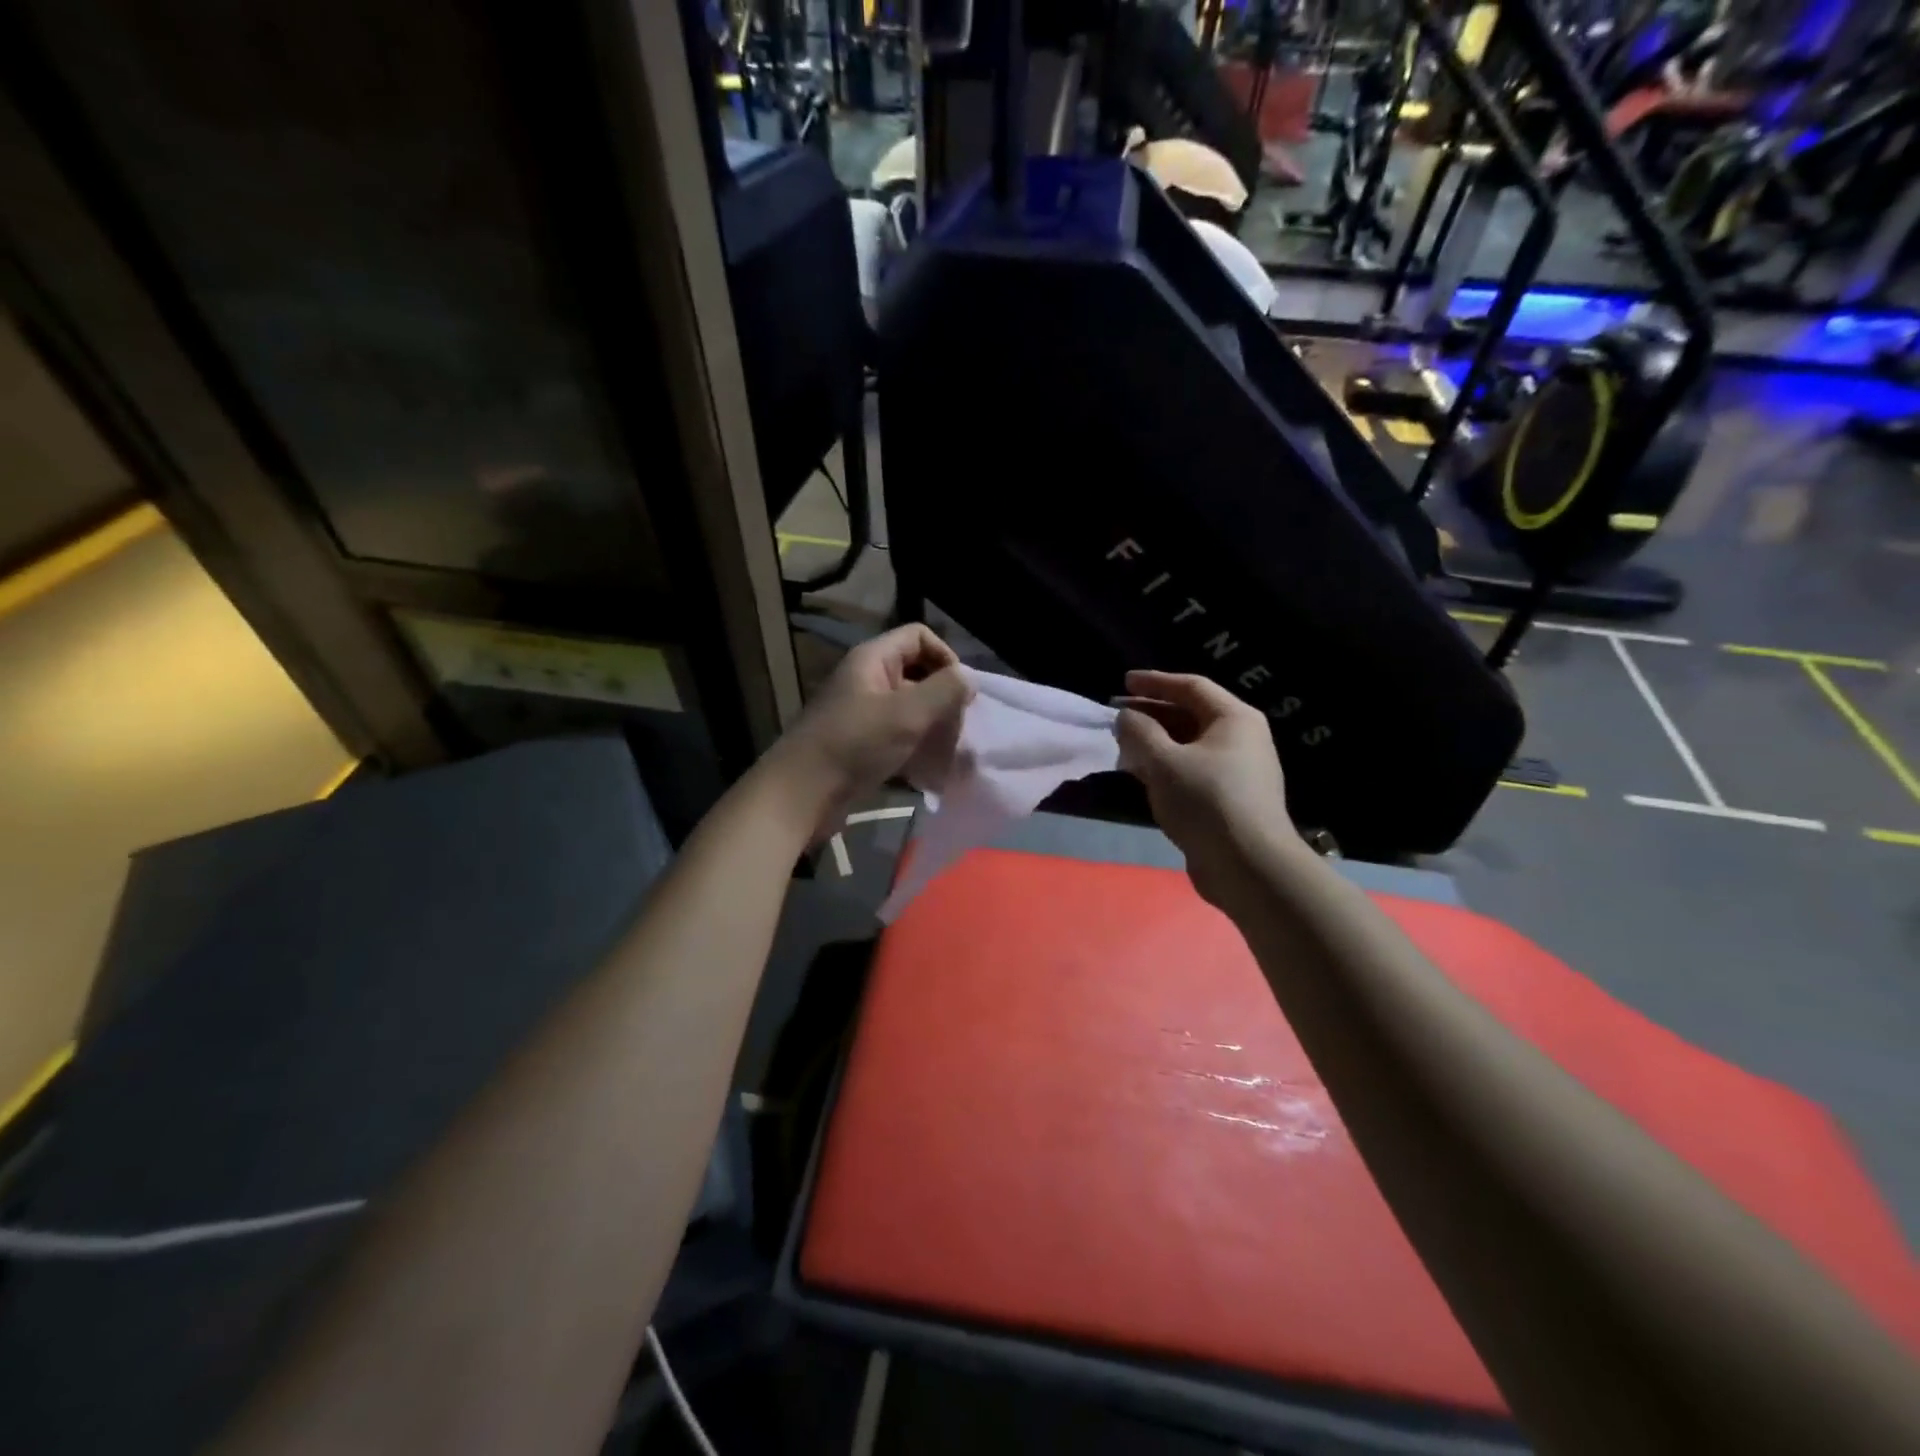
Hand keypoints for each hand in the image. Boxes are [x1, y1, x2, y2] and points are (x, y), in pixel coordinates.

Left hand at [764, 624, 972, 840]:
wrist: (800, 796)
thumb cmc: (854, 745)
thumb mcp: (907, 713)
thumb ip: (945, 691)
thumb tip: (969, 678)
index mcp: (873, 660)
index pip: (919, 637)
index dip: (945, 657)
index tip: (959, 692)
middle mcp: (867, 681)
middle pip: (917, 674)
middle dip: (943, 699)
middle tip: (957, 728)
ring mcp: (863, 715)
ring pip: (910, 711)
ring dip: (933, 729)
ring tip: (950, 754)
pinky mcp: (861, 747)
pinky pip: (898, 739)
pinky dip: (916, 751)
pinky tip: (932, 774)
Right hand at [1116, 670, 1300, 910]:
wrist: (1248, 866)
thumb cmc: (1206, 801)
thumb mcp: (1163, 762)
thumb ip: (1139, 732)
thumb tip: (1126, 716)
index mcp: (1234, 719)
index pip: (1191, 687)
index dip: (1155, 682)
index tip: (1124, 681)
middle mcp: (1241, 738)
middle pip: (1191, 714)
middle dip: (1152, 713)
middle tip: (1118, 713)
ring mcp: (1238, 770)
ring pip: (1189, 745)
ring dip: (1156, 742)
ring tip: (1123, 744)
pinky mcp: (1229, 798)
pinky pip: (1192, 769)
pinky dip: (1166, 766)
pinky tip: (1142, 775)